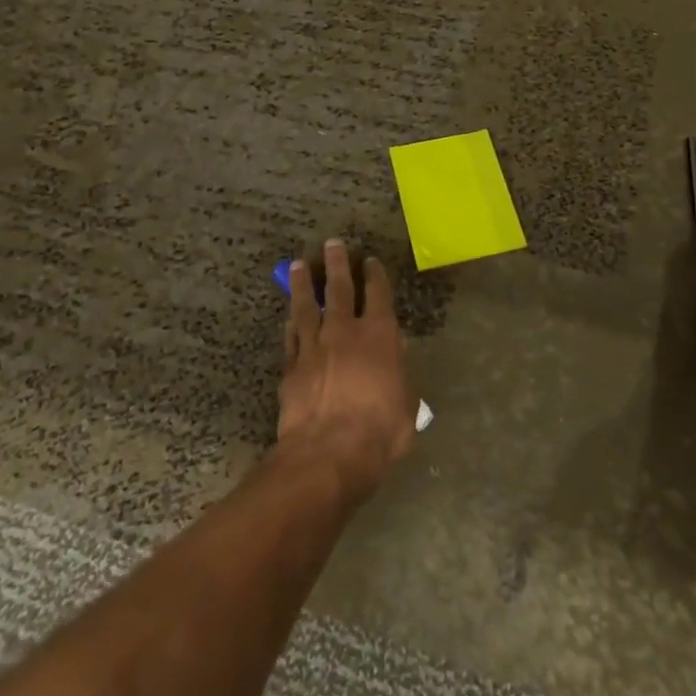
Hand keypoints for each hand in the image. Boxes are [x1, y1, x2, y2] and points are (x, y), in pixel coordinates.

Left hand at [278, 239, 415, 500]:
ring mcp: (314, 346)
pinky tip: (289, 315)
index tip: (370, 260)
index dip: (375, 274)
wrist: (328, 452)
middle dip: (336, 263)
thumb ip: (401, 375)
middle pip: (338, 288)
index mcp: (379, 334)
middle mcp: (344, 331)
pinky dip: (291, 322)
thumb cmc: (380, 430)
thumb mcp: (407, 404)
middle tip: (331, 243)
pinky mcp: (291, 366)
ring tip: (299, 266)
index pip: (378, 293)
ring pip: (307, 305)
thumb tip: (396, 357)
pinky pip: (291, 336)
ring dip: (303, 284)